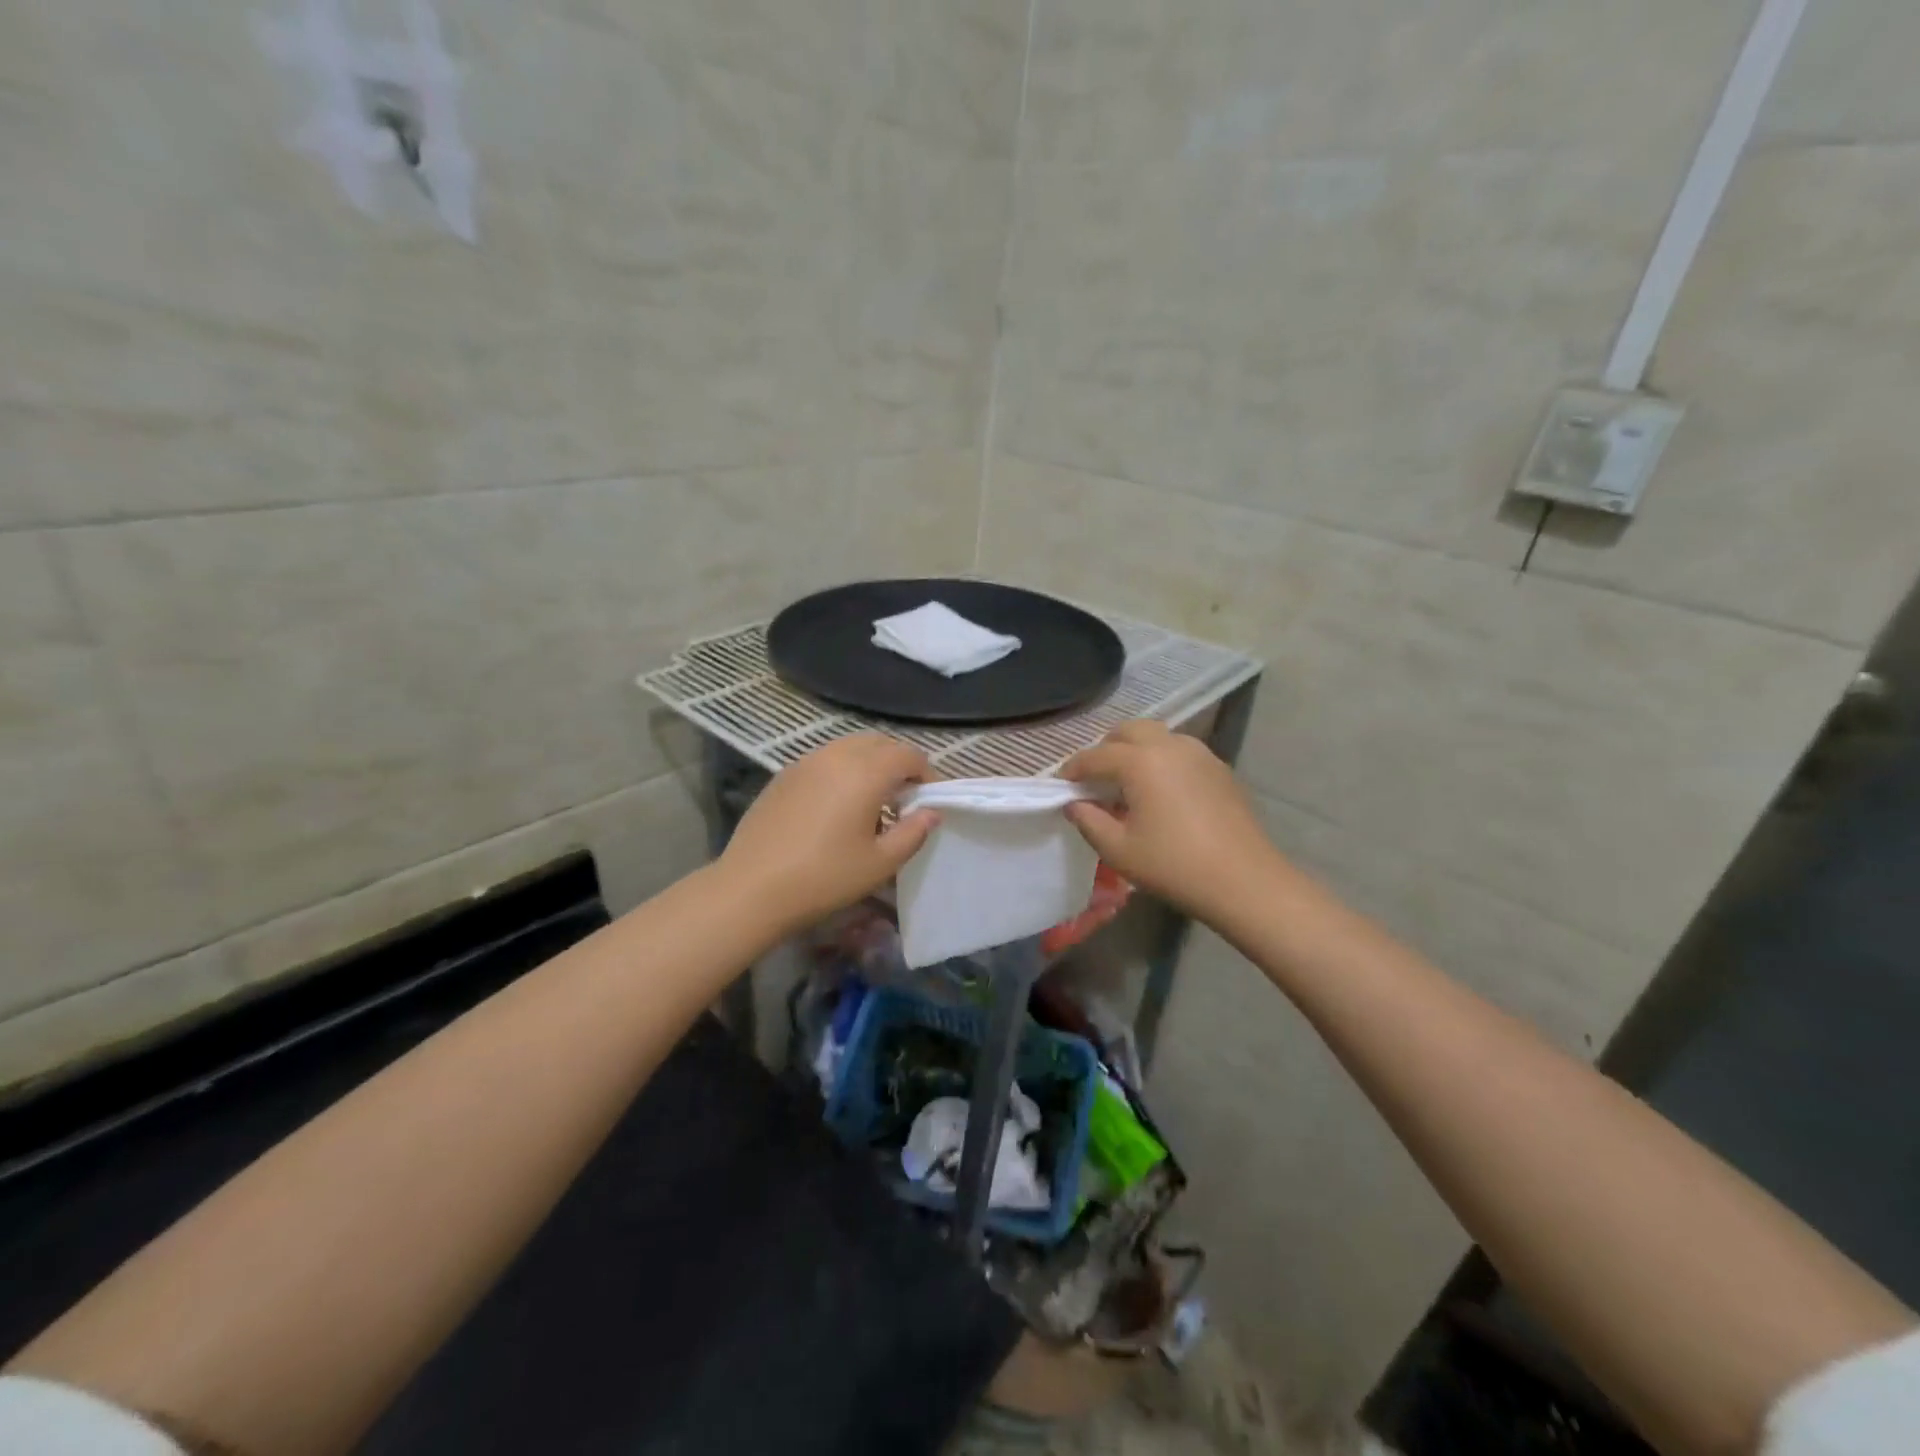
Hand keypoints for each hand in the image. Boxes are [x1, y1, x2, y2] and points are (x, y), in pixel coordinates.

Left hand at [719, 734, 938, 933]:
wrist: (752, 889)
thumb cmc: (824, 877)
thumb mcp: (880, 863)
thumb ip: (912, 832)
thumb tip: (930, 812)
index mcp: (865, 772)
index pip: (908, 755)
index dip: (926, 774)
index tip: (928, 801)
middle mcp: (836, 756)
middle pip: (879, 743)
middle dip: (898, 764)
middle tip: (903, 800)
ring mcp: (805, 762)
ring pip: (849, 748)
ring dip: (869, 765)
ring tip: (870, 803)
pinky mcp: (783, 775)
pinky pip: (824, 760)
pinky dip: (841, 771)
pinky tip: (835, 808)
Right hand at [1061, 721, 1284, 924]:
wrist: (1245, 882)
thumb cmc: (1174, 866)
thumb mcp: (1119, 850)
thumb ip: (1089, 821)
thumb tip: (1074, 804)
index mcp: (1140, 761)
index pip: (1095, 756)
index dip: (1073, 769)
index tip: (1061, 785)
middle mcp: (1169, 745)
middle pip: (1128, 731)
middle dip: (1105, 748)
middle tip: (1094, 778)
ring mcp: (1199, 753)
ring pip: (1157, 736)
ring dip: (1135, 750)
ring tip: (1127, 783)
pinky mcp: (1219, 768)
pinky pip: (1180, 751)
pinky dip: (1161, 760)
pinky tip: (1160, 792)